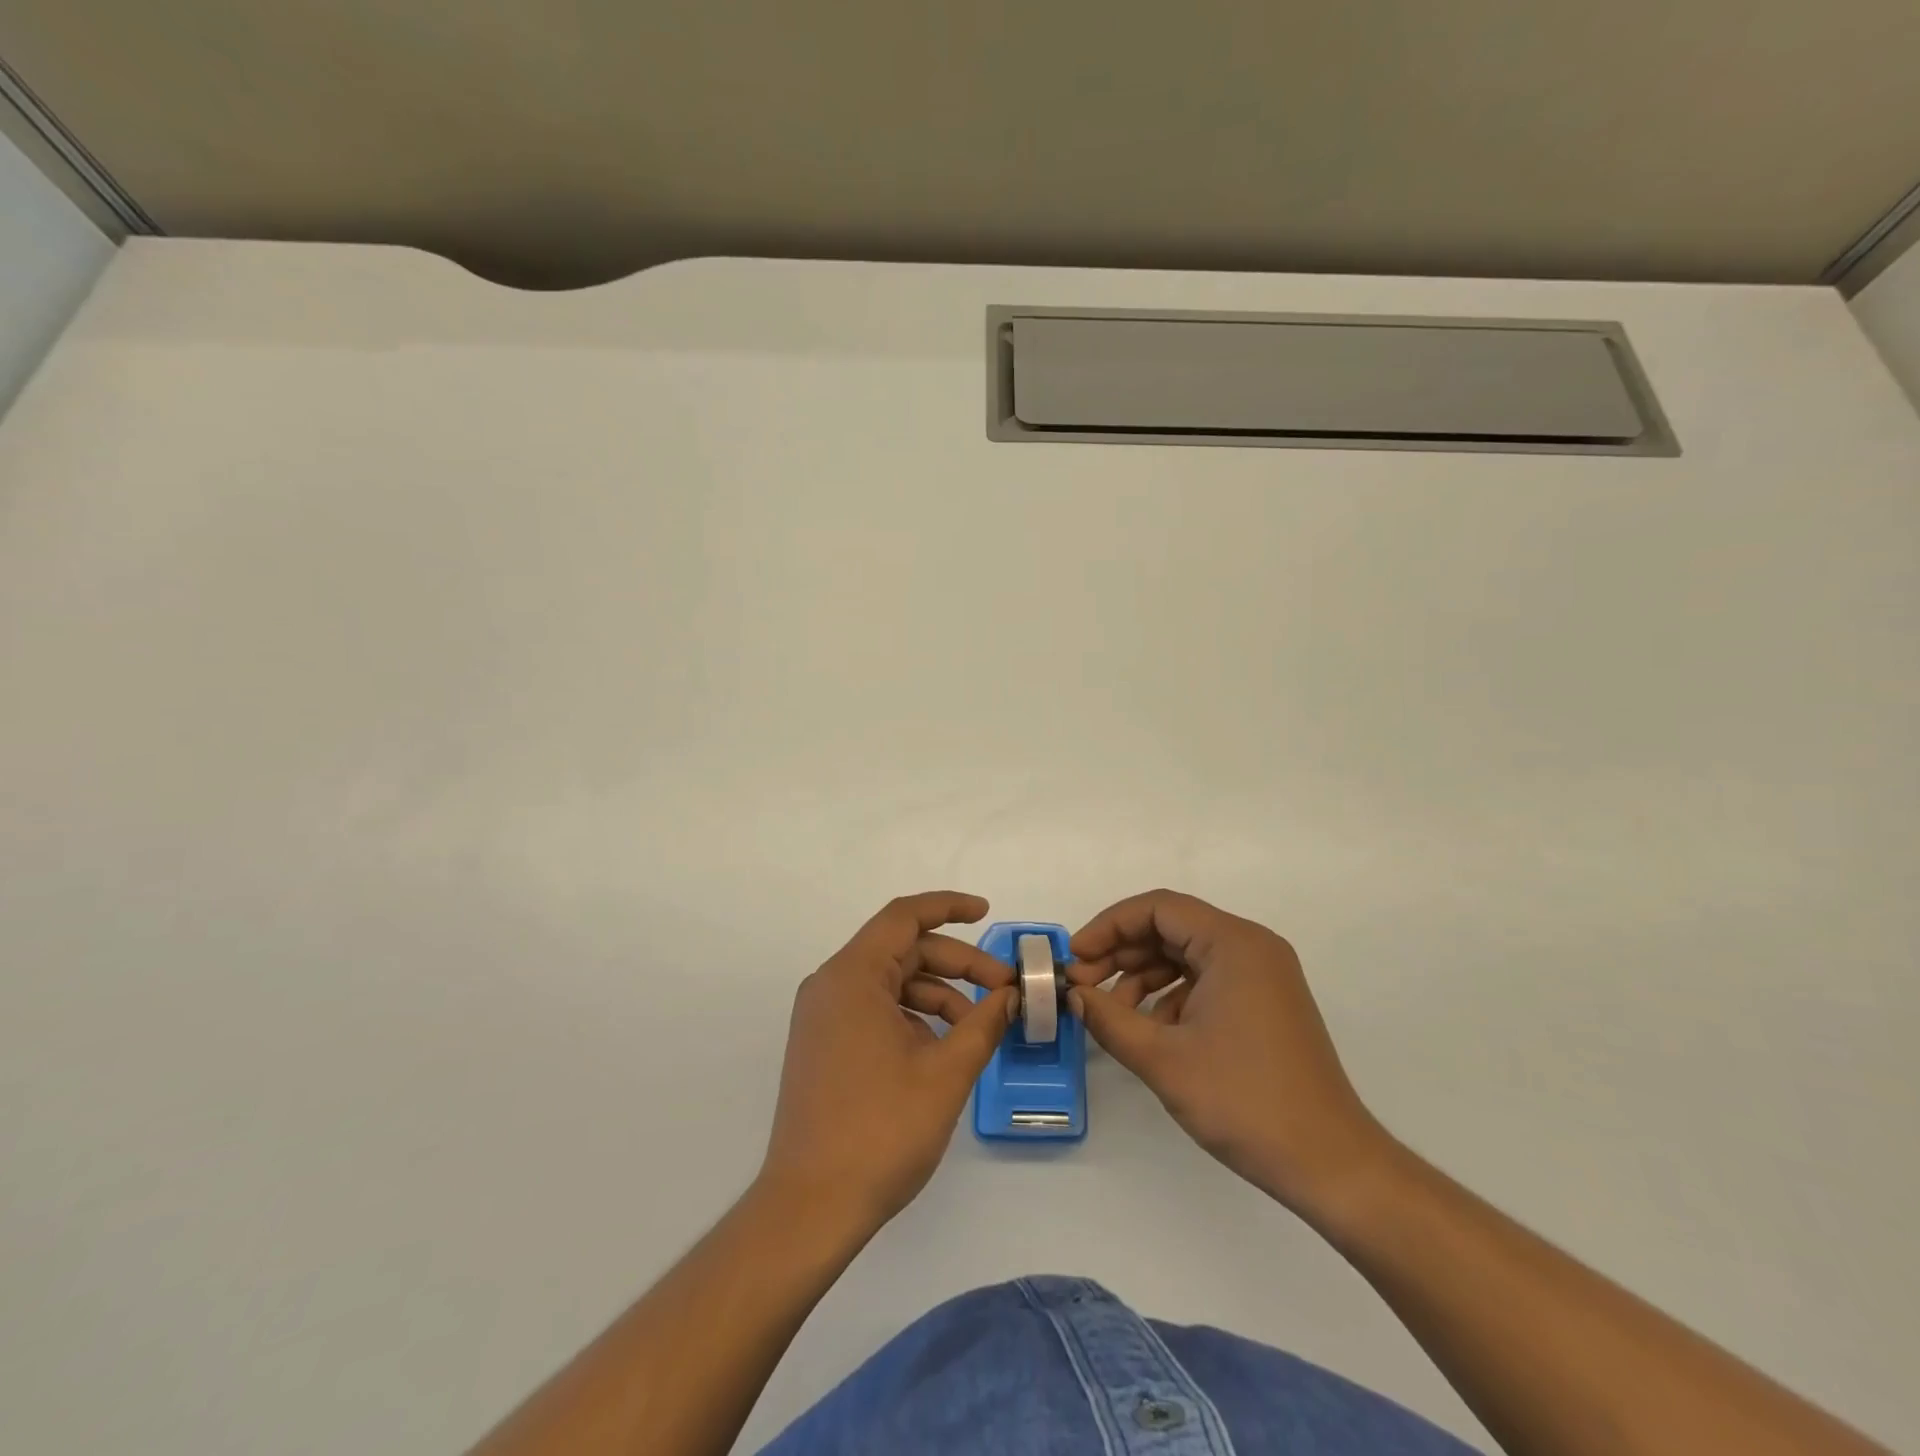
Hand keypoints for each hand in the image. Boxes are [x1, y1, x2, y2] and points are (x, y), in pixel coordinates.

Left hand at [758, 893, 1015, 1235]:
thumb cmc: (881, 1131)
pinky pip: (875, 1009)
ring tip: (978, 1027)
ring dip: (938, 994)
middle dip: (957, 964)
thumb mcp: (946, 1073)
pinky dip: (913, 1016)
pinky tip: (942, 1049)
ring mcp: (823, 1016)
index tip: (987, 913)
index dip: (949, 907)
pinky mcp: (824, 1044)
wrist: (810, 1208)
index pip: (904, 917)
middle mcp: (831, 985)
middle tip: (1003, 989)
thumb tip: (1011, 994)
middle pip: (902, 950)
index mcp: (852, 976)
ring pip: (891, 982)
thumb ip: (984, 1023)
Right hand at [1068, 889, 1389, 1218]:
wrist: (1330, 1165)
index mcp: (1234, 944)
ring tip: (1111, 1012)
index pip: (1157, 908)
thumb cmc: (1244, 1101)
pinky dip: (1171, 996)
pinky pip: (1207, 979)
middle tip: (1083, 986)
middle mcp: (1252, 947)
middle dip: (1121, 953)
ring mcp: (1263, 975)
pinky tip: (1150, 1029)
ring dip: (1143, 976)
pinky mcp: (1265, 1003)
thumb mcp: (1163, 1059)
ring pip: (1186, 954)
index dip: (1108, 926)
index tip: (1075, 958)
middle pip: (1171, 927)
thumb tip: (1072, 994)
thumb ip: (1108, 1018)